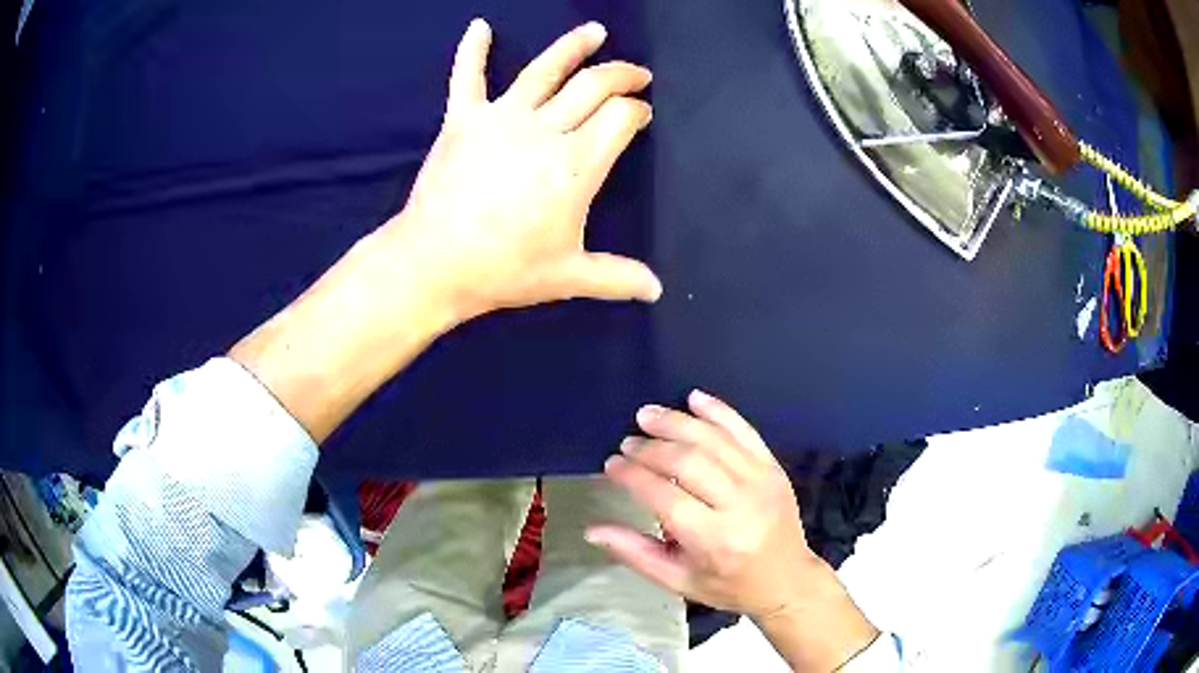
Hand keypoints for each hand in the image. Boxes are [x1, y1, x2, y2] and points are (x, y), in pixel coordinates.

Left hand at [230, 20, 660, 442]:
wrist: (434, 262)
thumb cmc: (504, 269)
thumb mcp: (568, 276)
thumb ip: (617, 277)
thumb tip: (656, 291)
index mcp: (577, 163)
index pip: (621, 118)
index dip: (637, 112)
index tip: (642, 116)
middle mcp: (545, 129)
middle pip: (594, 85)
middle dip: (622, 76)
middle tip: (637, 75)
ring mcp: (501, 118)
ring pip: (545, 69)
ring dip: (574, 46)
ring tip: (595, 31)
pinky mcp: (462, 120)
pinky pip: (468, 77)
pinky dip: (473, 51)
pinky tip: (479, 26)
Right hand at [587, 390, 879, 670]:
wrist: (787, 579)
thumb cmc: (728, 585)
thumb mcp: (678, 581)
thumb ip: (635, 553)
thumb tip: (592, 530)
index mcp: (714, 540)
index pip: (665, 497)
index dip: (633, 476)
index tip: (611, 465)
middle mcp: (740, 505)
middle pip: (688, 462)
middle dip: (651, 448)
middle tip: (627, 442)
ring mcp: (761, 481)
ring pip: (714, 440)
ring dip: (677, 422)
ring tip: (647, 415)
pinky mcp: (773, 467)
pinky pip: (745, 431)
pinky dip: (719, 411)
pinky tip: (693, 398)